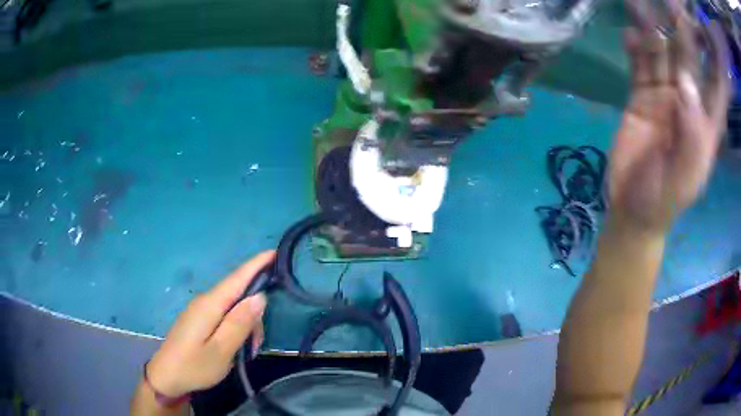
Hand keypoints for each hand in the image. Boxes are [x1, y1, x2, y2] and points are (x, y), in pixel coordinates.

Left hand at [146, 251, 274, 397]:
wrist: (166, 377)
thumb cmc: (194, 366)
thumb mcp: (221, 350)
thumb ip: (240, 323)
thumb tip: (260, 296)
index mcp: (210, 305)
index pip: (237, 278)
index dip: (256, 264)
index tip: (275, 252)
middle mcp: (205, 301)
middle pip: (237, 294)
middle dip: (255, 312)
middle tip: (258, 343)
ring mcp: (200, 310)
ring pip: (232, 306)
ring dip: (246, 324)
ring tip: (247, 351)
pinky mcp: (199, 320)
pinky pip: (224, 315)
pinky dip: (236, 327)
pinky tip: (237, 345)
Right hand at [609, 0, 730, 232]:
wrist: (632, 209)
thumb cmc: (663, 200)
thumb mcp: (684, 178)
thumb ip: (692, 134)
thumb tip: (687, 82)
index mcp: (706, 123)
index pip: (717, 85)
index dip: (715, 59)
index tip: (707, 34)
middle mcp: (689, 102)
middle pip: (690, 60)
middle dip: (684, 31)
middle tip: (672, 3)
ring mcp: (664, 96)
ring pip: (662, 55)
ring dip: (654, 30)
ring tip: (640, 4)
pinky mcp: (641, 95)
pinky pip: (639, 65)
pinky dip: (635, 49)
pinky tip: (629, 36)